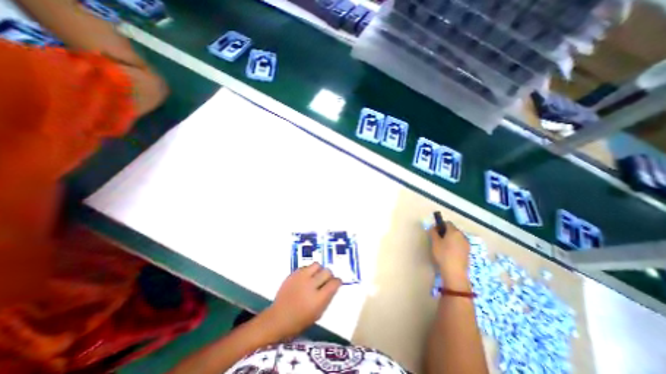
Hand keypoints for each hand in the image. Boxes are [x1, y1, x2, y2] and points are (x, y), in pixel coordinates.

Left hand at [265, 263, 339, 339]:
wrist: (278, 318)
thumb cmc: (300, 321)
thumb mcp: (318, 314)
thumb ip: (327, 298)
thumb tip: (333, 286)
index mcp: (318, 299)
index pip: (334, 283)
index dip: (337, 282)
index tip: (336, 283)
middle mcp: (310, 285)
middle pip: (327, 272)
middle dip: (329, 275)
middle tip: (326, 280)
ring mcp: (301, 278)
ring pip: (317, 265)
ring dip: (319, 270)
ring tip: (316, 277)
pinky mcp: (293, 274)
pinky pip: (306, 266)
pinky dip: (309, 271)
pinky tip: (306, 278)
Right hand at [429, 223, 469, 289]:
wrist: (455, 272)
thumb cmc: (443, 254)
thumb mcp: (435, 242)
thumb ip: (433, 232)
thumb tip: (433, 228)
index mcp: (454, 231)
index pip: (447, 223)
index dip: (440, 225)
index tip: (434, 231)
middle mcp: (462, 236)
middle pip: (452, 230)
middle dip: (445, 232)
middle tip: (437, 239)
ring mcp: (466, 244)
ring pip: (456, 237)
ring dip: (450, 238)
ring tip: (442, 246)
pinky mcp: (467, 252)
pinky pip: (459, 244)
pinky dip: (454, 245)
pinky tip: (448, 252)